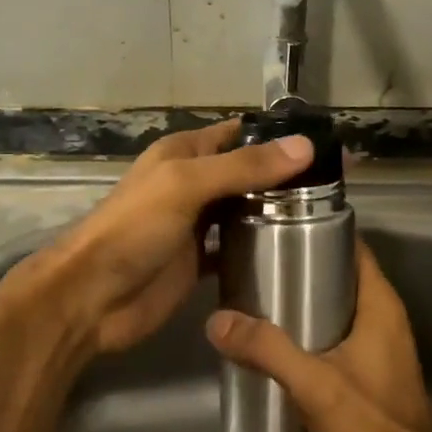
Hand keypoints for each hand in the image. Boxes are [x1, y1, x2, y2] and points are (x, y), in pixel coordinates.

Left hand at [34, 118, 314, 354]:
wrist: (94, 297)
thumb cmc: (135, 229)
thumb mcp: (186, 185)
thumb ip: (243, 167)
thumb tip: (305, 146)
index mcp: (184, 154)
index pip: (238, 135)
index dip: (276, 137)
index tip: (326, 144)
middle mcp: (192, 184)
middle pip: (245, 174)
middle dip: (284, 178)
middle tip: (337, 188)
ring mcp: (196, 225)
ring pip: (244, 211)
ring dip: (275, 213)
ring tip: (328, 218)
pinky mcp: (199, 262)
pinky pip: (235, 249)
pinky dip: (258, 248)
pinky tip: (291, 252)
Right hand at [204, 243, 431, 431]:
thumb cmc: (371, 426)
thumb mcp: (315, 385)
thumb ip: (268, 350)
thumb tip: (217, 320)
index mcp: (381, 305)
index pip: (354, 248)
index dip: (321, 231)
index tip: (279, 225)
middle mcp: (384, 318)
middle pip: (342, 276)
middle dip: (303, 267)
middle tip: (256, 262)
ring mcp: (379, 347)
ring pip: (338, 308)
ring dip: (305, 302)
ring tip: (259, 296)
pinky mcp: (370, 373)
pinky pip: (337, 336)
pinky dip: (311, 331)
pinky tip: (277, 341)